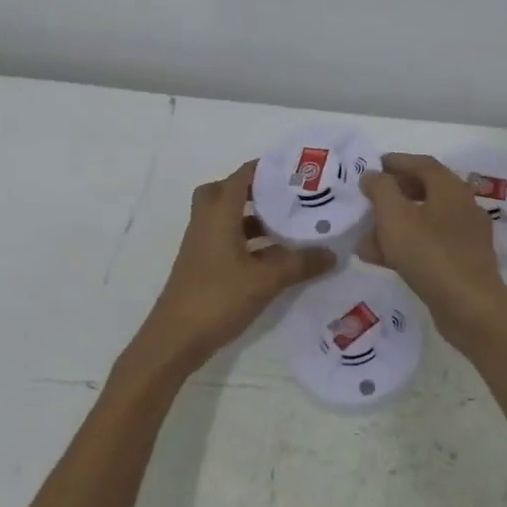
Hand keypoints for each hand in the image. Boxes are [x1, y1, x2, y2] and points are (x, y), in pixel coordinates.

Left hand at [124, 161, 334, 380]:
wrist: (175, 339)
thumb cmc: (218, 298)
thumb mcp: (266, 280)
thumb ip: (300, 264)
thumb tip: (332, 253)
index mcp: (218, 213)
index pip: (242, 176)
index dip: (266, 168)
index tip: (295, 168)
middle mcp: (206, 221)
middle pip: (226, 191)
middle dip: (254, 189)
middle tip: (285, 195)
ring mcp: (201, 244)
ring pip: (226, 217)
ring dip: (252, 216)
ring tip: (287, 223)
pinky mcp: (202, 264)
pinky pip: (226, 238)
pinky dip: (247, 239)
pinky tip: (272, 256)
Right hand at [359, 154, 506, 342]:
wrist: (470, 308)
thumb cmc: (430, 254)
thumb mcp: (395, 216)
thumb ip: (381, 190)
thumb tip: (373, 175)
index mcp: (451, 189)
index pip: (423, 164)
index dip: (398, 162)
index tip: (375, 165)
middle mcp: (462, 207)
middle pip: (425, 191)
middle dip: (394, 194)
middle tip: (370, 198)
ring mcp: (465, 237)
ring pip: (424, 221)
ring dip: (394, 224)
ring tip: (365, 235)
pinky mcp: (461, 263)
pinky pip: (428, 245)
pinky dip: (405, 246)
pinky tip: (380, 259)